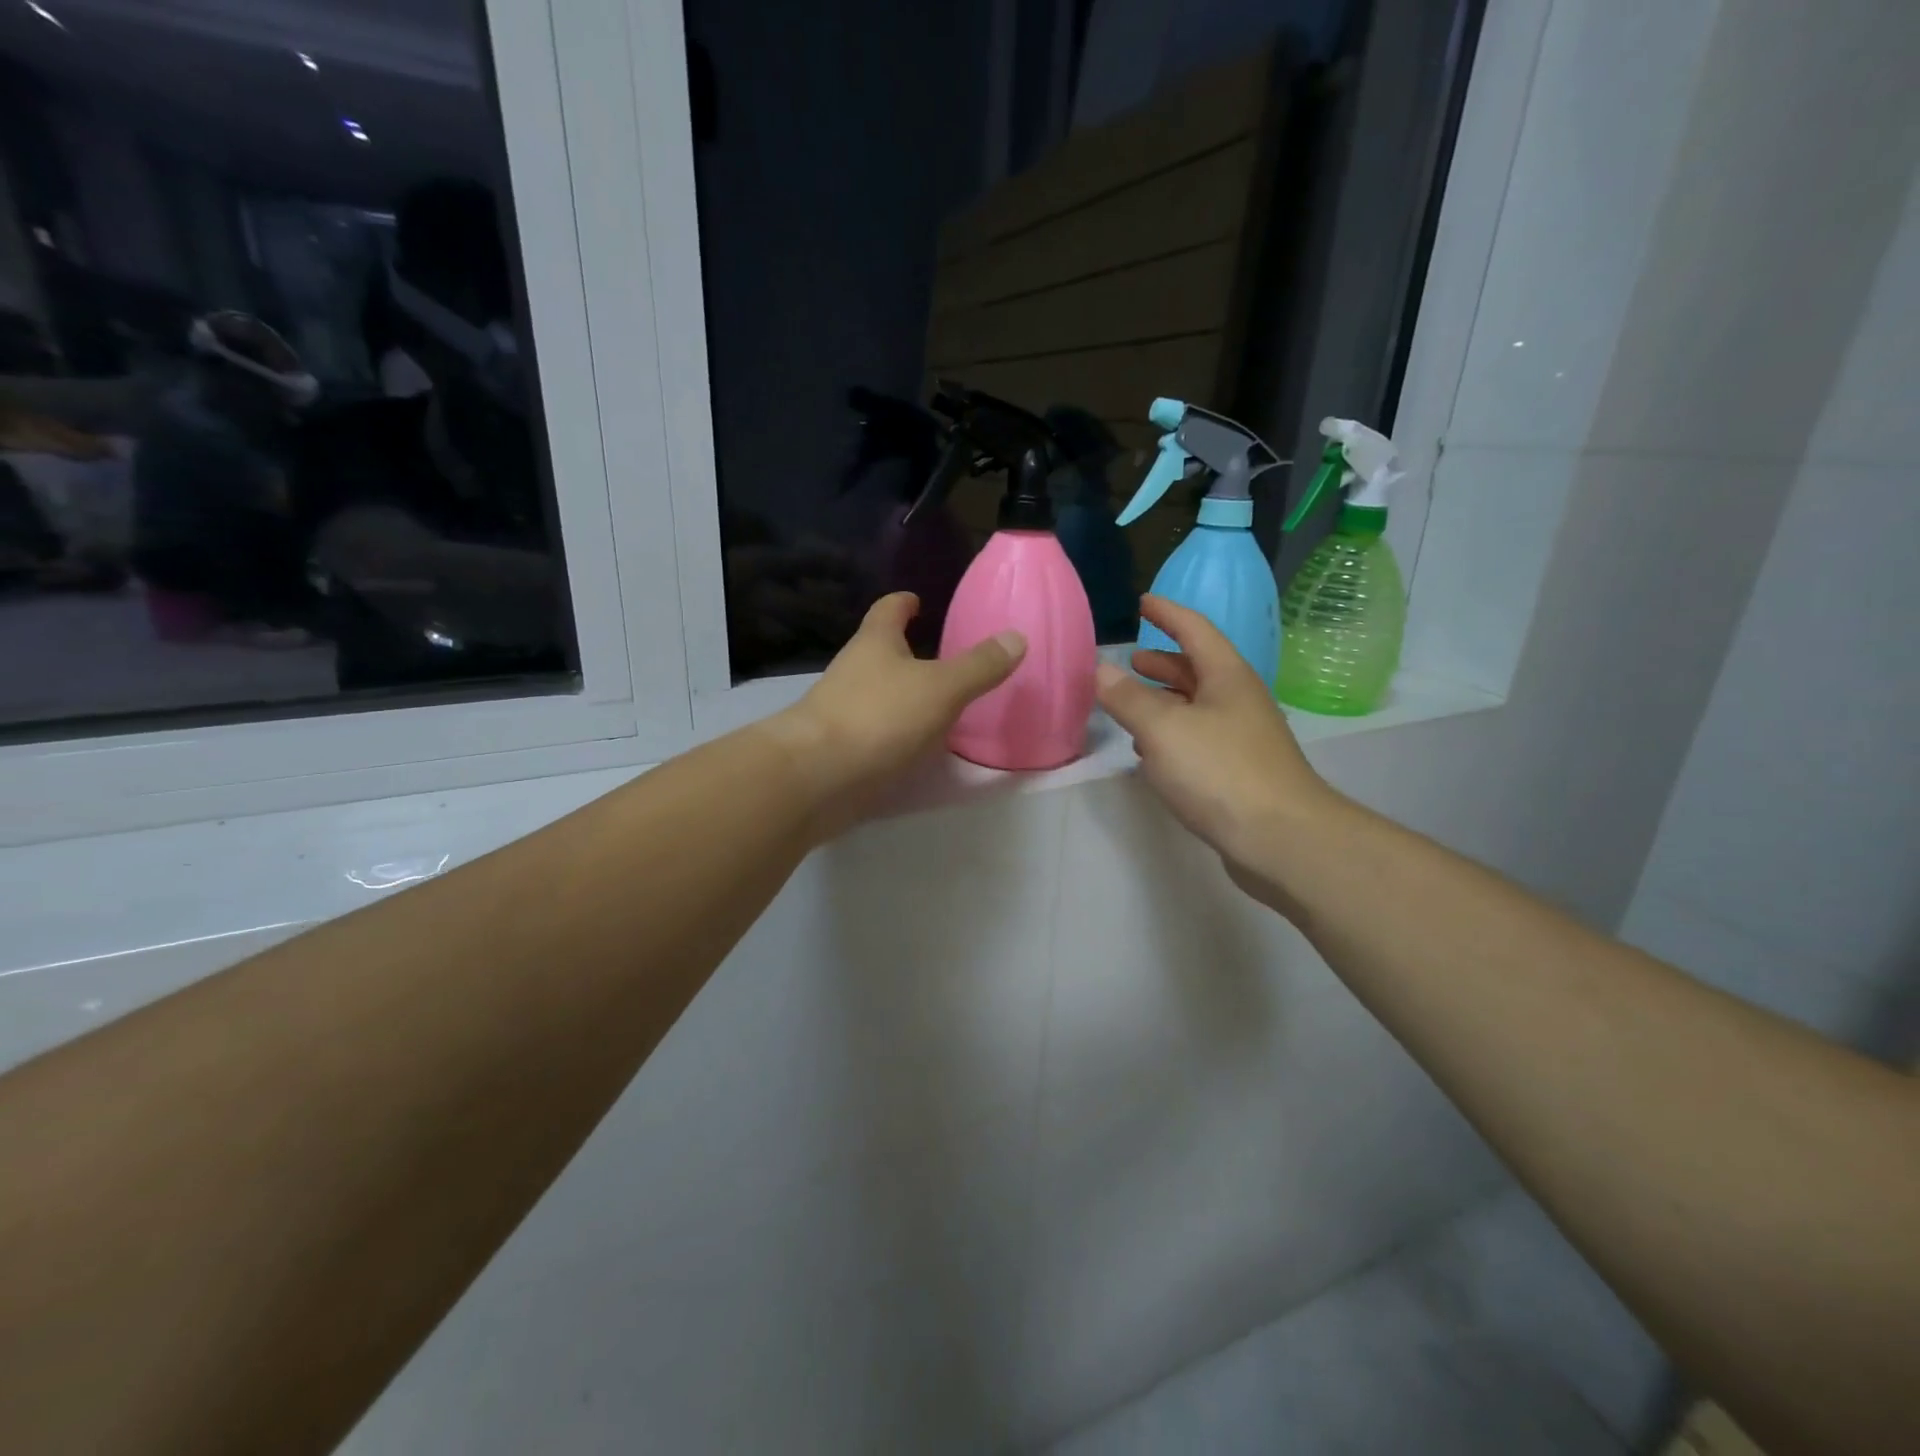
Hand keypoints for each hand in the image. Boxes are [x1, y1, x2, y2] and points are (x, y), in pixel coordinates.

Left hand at [769, 592, 1023, 834]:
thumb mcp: (942, 688)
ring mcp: (841, 710)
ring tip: (937, 705)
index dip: (904, 603)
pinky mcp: (839, 747)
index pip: (888, 609)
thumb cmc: (880, 716)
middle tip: (942, 659)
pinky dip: (895, 733)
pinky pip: (874, 731)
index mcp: (875, 643)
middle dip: (906, 652)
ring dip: (902, 695)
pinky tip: (916, 747)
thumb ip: (979, 666)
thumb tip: (1016, 637)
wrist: (818, 775)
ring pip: (876, 693)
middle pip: (880, 652)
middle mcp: (853, 670)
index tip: (917, 602)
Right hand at [1096, 596, 1346, 908]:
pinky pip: (1199, 740)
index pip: (1195, 630)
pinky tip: (1152, 754)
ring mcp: (1243, 738)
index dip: (1168, 614)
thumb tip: (1101, 669)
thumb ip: (1128, 698)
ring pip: (1197, 707)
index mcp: (1226, 677)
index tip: (1144, 602)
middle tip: (1132, 660)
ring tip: (1132, 705)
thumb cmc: (1221, 771)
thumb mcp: (1163, 729)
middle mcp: (1238, 701)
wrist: (1281, 839)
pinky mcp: (1239, 773)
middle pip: (1198, 669)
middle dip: (1164, 663)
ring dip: (1165, 701)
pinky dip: (1172, 736)